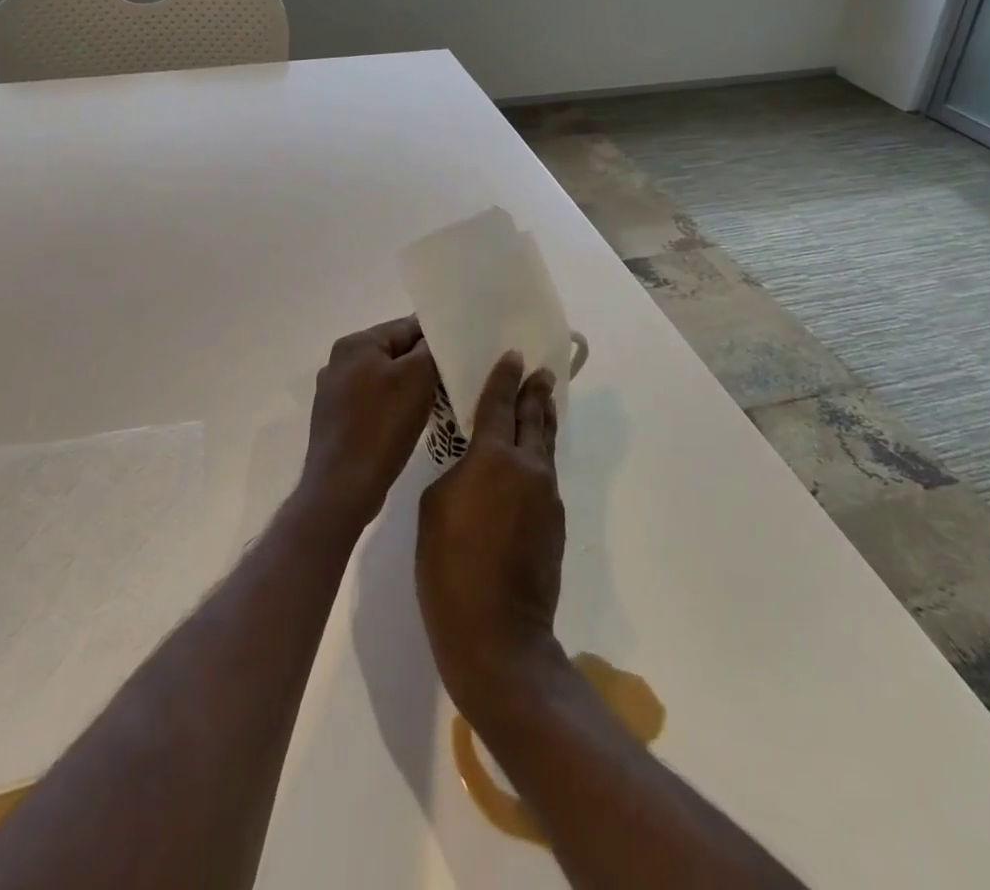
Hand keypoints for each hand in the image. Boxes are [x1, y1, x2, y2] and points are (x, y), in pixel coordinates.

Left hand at [298, 317, 438, 535]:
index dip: (436, 337)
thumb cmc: (382, 425)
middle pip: (394, 352)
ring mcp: (334, 392)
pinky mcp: (336, 420)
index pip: (406, 327)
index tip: (461, 351)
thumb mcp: (417, 378)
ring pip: (384, 378)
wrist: (342, 486)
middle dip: (422, 364)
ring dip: (408, 387)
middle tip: (453, 378)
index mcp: (355, 344)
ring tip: (436, 401)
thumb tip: (433, 340)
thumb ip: (429, 349)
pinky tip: (409, 423)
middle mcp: (339, 361)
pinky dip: (393, 407)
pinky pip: (373, 402)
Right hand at [417, 352, 565, 722]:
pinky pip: (545, 476)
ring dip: (542, 423)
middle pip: (534, 418)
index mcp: (493, 457)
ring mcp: (547, 496)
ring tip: (541, 405)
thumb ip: (456, 474)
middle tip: (541, 372)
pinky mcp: (554, 523)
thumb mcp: (434, 506)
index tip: (515, 355)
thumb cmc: (449, 566)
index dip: (505, 377)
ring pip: (544, 447)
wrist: (497, 635)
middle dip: (536, 392)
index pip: (500, 404)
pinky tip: (528, 464)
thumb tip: (475, 469)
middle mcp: (527, 468)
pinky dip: (538, 459)